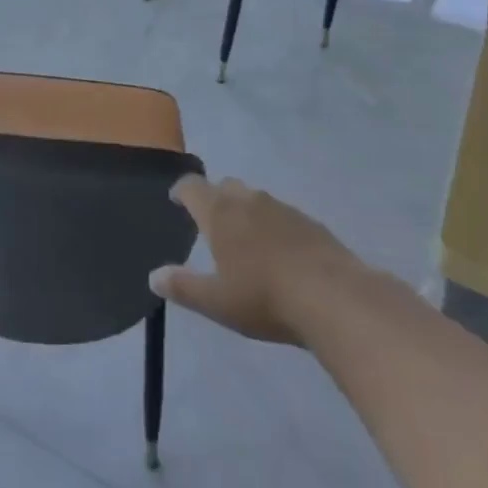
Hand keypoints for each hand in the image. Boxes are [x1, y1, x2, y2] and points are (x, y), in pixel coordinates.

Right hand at [150, 176, 360, 344]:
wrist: (334, 298)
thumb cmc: (265, 298)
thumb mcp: (217, 302)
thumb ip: (184, 287)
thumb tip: (153, 276)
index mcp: (220, 213)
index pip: (192, 186)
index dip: (182, 191)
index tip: (176, 200)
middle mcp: (248, 201)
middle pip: (225, 186)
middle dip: (215, 198)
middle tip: (211, 222)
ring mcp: (282, 208)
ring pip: (255, 198)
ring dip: (246, 210)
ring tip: (246, 238)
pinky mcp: (310, 222)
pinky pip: (282, 215)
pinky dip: (273, 225)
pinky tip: (281, 252)